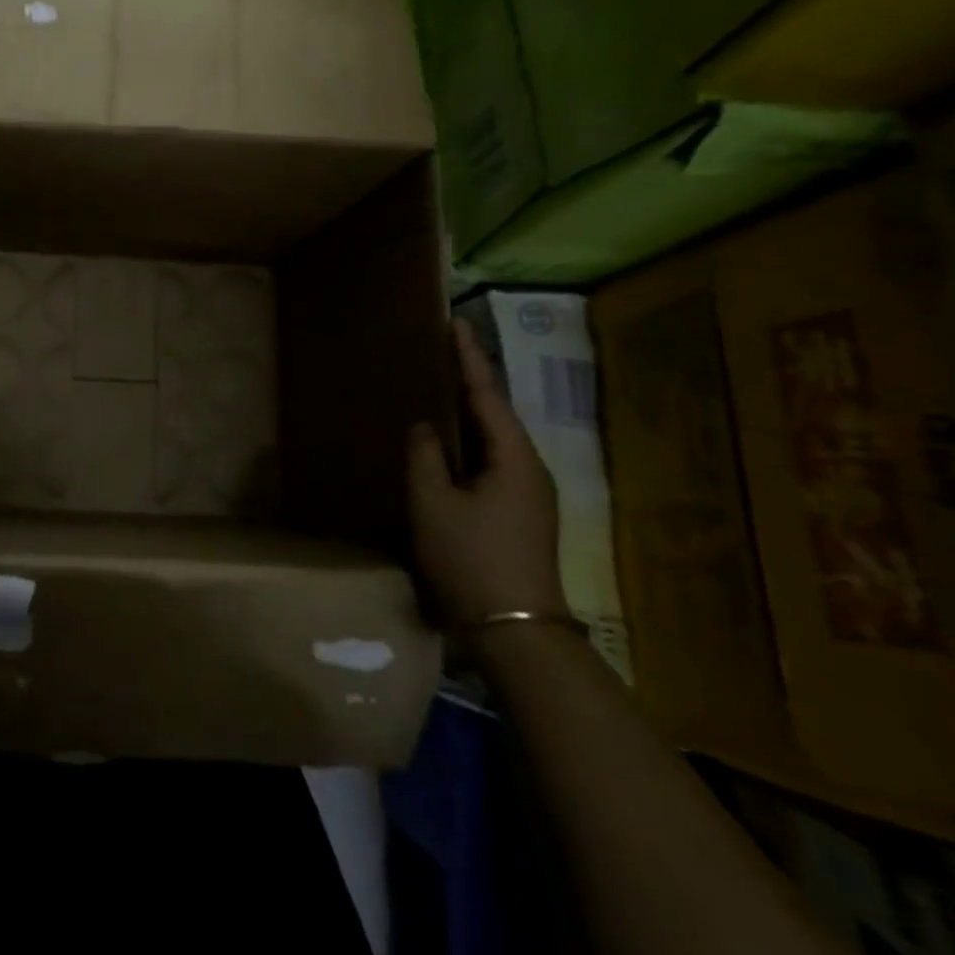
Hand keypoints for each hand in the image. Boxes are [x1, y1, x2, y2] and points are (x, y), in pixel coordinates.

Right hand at [408, 318, 568, 629]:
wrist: (515, 632)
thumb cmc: (472, 559)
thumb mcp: (433, 503)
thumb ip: (424, 456)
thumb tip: (425, 428)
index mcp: (514, 457)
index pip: (486, 393)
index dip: (468, 356)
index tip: (455, 322)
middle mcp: (529, 468)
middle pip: (495, 413)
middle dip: (469, 380)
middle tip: (441, 350)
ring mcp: (529, 494)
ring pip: (494, 439)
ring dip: (468, 412)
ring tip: (439, 388)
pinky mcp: (520, 514)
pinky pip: (491, 461)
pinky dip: (469, 441)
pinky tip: (448, 444)